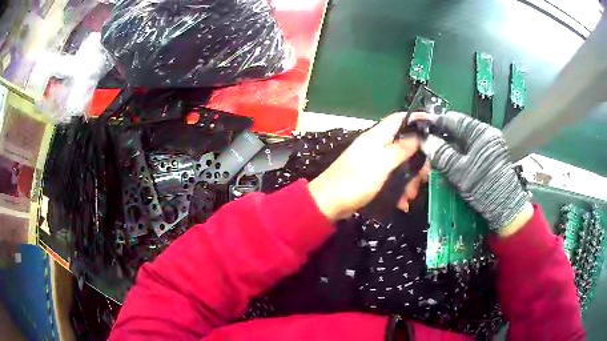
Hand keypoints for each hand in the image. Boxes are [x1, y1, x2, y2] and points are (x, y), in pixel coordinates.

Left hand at [308, 113, 420, 220]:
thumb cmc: (355, 181)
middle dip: (417, 161)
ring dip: (409, 179)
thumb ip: (401, 149)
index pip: (400, 118)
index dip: (417, 119)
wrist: (329, 203)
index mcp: (377, 136)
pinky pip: (392, 177)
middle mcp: (377, 145)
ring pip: (401, 163)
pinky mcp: (373, 175)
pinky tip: (402, 203)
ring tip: (410, 197)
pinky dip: (399, 189)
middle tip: (425, 177)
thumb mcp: (382, 164)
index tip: (434, 127)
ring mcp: (375, 161)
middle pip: (405, 144)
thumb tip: (418, 136)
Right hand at [421, 111, 531, 234]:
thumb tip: (425, 141)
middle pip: (459, 129)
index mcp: (480, 132)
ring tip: (435, 154)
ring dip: (450, 146)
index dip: (436, 122)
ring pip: (464, 140)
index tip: (420, 127)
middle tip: (426, 144)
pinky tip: (450, 162)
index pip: (454, 119)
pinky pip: (470, 149)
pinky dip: (459, 154)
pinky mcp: (491, 156)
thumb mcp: (459, 172)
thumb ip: (442, 154)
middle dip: (442, 136)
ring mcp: (490, 145)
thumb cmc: (484, 187)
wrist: (505, 208)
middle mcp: (486, 134)